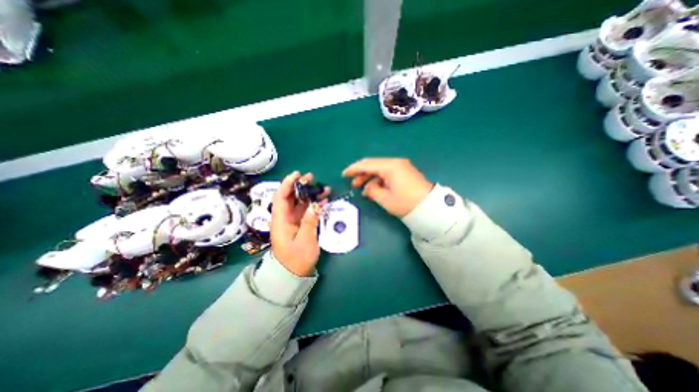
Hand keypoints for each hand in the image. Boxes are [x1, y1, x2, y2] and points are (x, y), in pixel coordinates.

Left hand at [269, 170, 330, 274]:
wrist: (293, 273)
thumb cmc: (296, 258)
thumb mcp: (304, 241)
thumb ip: (309, 222)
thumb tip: (315, 206)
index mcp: (280, 220)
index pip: (281, 197)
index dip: (287, 184)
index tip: (297, 175)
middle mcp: (285, 217)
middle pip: (291, 197)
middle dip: (300, 186)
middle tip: (312, 178)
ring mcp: (293, 221)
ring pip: (300, 202)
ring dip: (310, 194)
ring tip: (323, 188)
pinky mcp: (300, 224)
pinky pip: (306, 211)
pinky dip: (314, 205)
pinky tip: (324, 200)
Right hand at [344, 157, 434, 214]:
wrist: (430, 208)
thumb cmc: (406, 203)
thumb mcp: (385, 199)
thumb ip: (372, 191)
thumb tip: (367, 187)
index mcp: (390, 166)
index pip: (367, 164)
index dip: (354, 169)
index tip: (344, 174)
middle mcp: (395, 163)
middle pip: (373, 165)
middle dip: (362, 174)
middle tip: (353, 185)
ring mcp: (401, 167)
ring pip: (380, 169)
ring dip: (370, 178)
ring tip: (363, 189)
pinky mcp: (404, 173)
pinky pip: (387, 173)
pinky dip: (379, 180)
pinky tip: (374, 189)